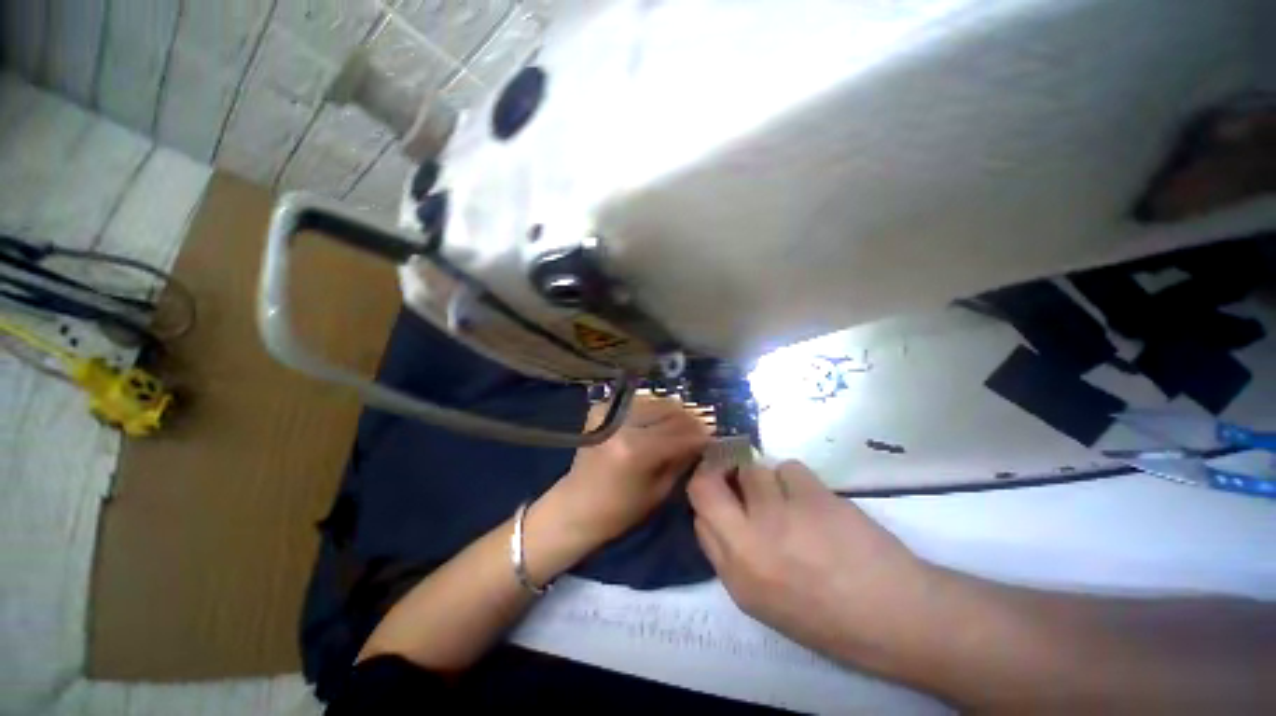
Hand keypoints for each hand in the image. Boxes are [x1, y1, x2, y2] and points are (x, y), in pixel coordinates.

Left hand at [541, 396, 711, 547]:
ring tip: (682, 423)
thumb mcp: (659, 491)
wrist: (575, 506)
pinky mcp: (601, 409)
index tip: (714, 437)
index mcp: (637, 450)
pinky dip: (652, 408)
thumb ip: (682, 461)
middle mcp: (623, 425)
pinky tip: (657, 419)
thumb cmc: (619, 510)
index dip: (701, 434)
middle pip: (669, 411)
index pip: (681, 433)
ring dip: (673, 411)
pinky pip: (637, 401)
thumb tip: (701, 440)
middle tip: (700, 428)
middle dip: (690, 419)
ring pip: (655, 401)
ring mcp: (610, 413)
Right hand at [687, 460, 935, 666]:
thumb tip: (726, 511)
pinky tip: (817, 502)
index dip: (711, 499)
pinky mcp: (809, 498)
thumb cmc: (832, 616)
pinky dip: (798, 479)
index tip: (723, 492)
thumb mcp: (767, 601)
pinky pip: (788, 468)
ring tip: (795, 502)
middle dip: (715, 471)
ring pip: (753, 470)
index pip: (699, 519)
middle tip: (733, 470)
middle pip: (705, 485)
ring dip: (769, 480)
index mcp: (737, 577)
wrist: (898, 618)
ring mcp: (778, 518)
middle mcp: (748, 544)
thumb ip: (737, 557)